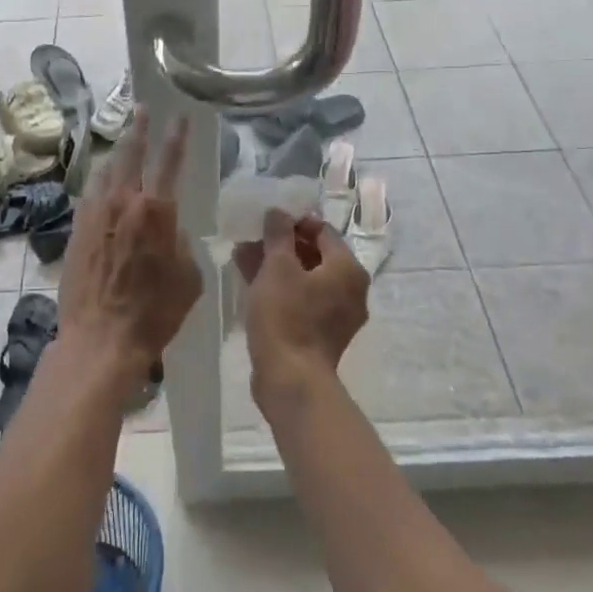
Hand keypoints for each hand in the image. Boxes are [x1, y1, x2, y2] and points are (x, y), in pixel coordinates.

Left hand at [55, 108, 201, 391]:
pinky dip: (99, 183)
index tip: (180, 116)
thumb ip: (181, 244)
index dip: (176, 136)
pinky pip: (90, 195)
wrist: (100, 338)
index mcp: (157, 211)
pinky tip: (102, 183)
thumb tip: (169, 230)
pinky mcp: (76, 230)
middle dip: (138, 129)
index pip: (169, 162)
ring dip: (117, 154)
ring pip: (106, 171)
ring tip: (122, 142)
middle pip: (130, 154)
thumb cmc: (154, 312)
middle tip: (142, 110)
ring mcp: (95, 214)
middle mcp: (123, 202)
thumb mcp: (188, 278)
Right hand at [234, 210, 369, 406]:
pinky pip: (301, 299)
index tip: (266, 222)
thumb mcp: (277, 267)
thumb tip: (279, 212)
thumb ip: (278, 234)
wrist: (291, 380)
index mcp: (348, 269)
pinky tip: (249, 280)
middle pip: (314, 254)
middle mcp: (350, 289)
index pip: (322, 231)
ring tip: (242, 256)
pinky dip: (280, 287)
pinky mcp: (320, 333)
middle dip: (280, 245)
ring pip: (304, 278)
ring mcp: (336, 314)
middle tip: (251, 238)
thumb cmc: (287, 316)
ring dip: (276, 265)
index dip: (293, 222)